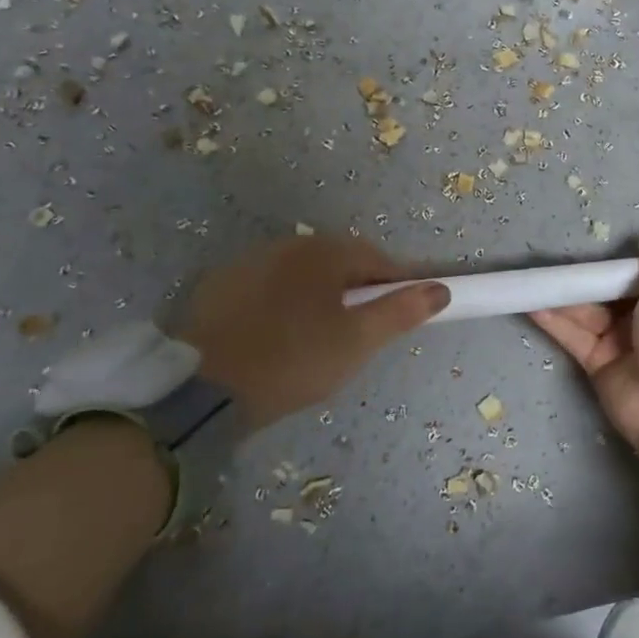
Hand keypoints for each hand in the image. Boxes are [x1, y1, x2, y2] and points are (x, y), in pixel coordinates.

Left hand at [178, 236, 448, 429]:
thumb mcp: (357, 342)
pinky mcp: (218, 287)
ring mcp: (248, 263)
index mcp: (324, 252)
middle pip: (339, 262)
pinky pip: (268, 287)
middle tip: (361, 333)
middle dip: (358, 290)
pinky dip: (283, 304)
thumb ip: (401, 312)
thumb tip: (441, 289)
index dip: (397, 285)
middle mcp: (287, 245)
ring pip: (302, 274)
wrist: (198, 392)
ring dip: (320, 295)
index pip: (378, 259)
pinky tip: (278, 337)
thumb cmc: (292, 361)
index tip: (402, 315)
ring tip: (319, 338)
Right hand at [529, 236, 638, 452]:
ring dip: (564, 295)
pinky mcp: (597, 361)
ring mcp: (621, 340)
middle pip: (611, 290)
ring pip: (588, 310)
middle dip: (587, 276)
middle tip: (556, 257)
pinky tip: (531, 302)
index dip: (625, 261)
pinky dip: (553, 320)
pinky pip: (573, 334)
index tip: (601, 244)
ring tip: (534, 277)